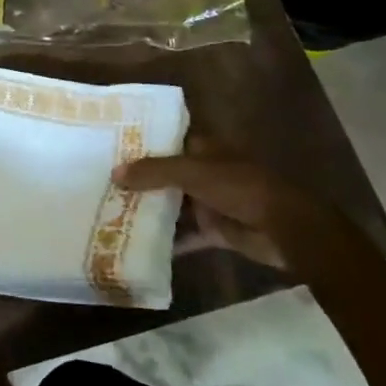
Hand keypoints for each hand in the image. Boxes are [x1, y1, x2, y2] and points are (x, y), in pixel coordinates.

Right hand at [112, 145, 373, 277]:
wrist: (286, 228)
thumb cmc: (241, 187)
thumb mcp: (193, 173)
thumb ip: (154, 172)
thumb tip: (115, 173)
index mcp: (203, 148)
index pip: (166, 138)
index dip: (141, 141)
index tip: (108, 145)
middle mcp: (204, 172)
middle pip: (164, 174)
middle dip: (137, 179)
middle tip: (99, 182)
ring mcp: (209, 202)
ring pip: (172, 204)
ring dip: (148, 210)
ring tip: (109, 213)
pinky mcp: (215, 230)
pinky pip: (185, 235)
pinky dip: (167, 242)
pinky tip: (137, 247)